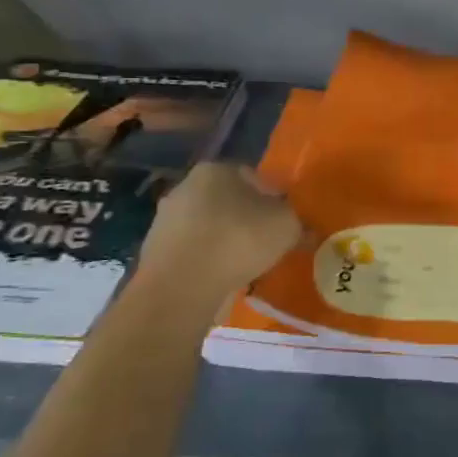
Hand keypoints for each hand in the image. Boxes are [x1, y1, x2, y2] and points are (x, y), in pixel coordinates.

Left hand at [139, 162, 302, 298]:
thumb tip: (302, 226)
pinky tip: (223, 277)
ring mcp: (166, 219)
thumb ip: (298, 220)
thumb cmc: (238, 240)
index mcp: (216, 169)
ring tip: (248, 265)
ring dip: (227, 241)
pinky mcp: (155, 251)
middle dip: (248, 219)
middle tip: (269, 243)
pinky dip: (209, 261)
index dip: (275, 199)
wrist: (180, 287)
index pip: (254, 177)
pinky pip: (195, 251)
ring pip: (210, 226)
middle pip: (229, 201)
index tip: (286, 222)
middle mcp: (185, 186)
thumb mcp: (287, 226)